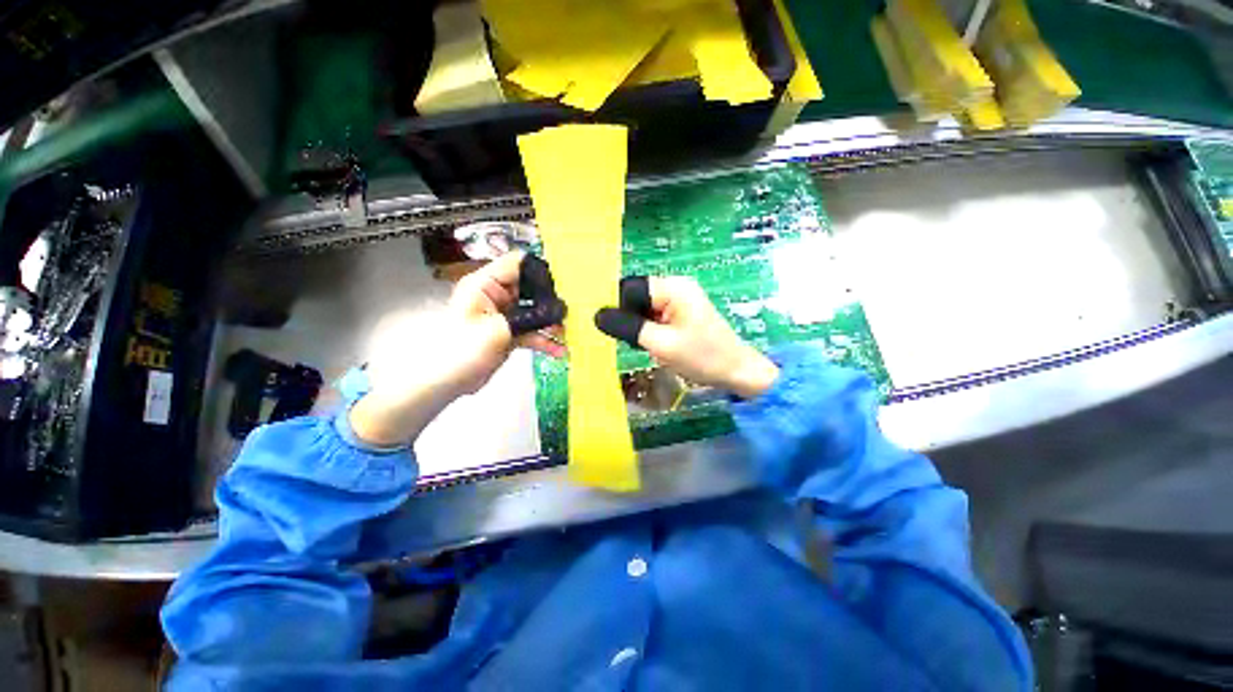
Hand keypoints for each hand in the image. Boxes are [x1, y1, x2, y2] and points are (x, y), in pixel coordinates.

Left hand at [350, 251, 564, 445]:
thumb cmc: (463, 349)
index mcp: (486, 284)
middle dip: (552, 301)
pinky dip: (544, 339)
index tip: (564, 284)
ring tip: (568, 334)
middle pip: (531, 289)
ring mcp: (505, 314)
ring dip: (551, 324)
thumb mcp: (498, 331)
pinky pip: (532, 331)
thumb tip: (559, 311)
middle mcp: (496, 295)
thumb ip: (530, 318)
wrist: (446, 381)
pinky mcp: (510, 332)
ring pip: (535, 312)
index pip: (518, 264)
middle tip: (571, 313)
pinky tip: (559, 350)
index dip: (541, 271)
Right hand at [595, 276, 778, 398]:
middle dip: (630, 319)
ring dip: (639, 327)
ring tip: (649, 346)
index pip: (630, 289)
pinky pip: (653, 316)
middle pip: (636, 297)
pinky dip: (648, 330)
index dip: (619, 309)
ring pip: (642, 308)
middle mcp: (675, 287)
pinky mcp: (680, 313)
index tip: (618, 333)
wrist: (736, 371)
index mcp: (672, 287)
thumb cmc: (702, 356)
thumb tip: (597, 315)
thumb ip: (628, 327)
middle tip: (635, 342)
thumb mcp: (661, 344)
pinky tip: (656, 345)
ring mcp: (679, 300)